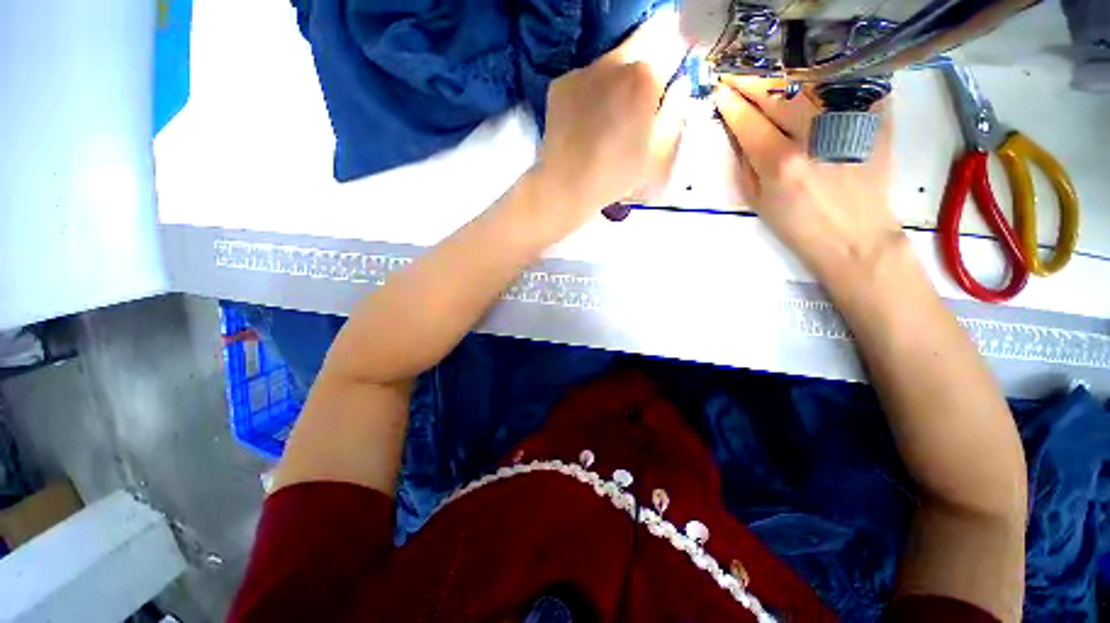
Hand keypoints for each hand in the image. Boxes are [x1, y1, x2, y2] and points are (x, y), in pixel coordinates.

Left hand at [531, 9, 689, 231]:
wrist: (566, 185)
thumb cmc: (617, 174)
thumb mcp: (658, 151)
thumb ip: (676, 110)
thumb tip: (679, 84)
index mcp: (646, 77)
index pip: (672, 44)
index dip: (673, 63)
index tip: (668, 82)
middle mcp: (614, 62)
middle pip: (641, 43)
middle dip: (646, 65)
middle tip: (639, 100)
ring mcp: (584, 71)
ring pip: (610, 62)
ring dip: (617, 79)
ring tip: (609, 117)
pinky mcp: (561, 83)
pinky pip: (585, 79)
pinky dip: (591, 93)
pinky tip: (586, 121)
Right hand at [713, 76, 901, 286]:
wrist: (856, 236)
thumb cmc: (799, 226)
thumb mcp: (758, 202)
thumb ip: (746, 164)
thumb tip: (739, 132)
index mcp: (781, 163)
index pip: (748, 121)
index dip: (730, 103)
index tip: (719, 89)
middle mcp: (814, 136)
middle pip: (777, 93)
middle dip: (750, 80)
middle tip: (735, 72)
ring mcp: (848, 122)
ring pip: (809, 82)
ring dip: (781, 75)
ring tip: (766, 72)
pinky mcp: (874, 118)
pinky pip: (844, 85)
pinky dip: (822, 78)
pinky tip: (807, 78)